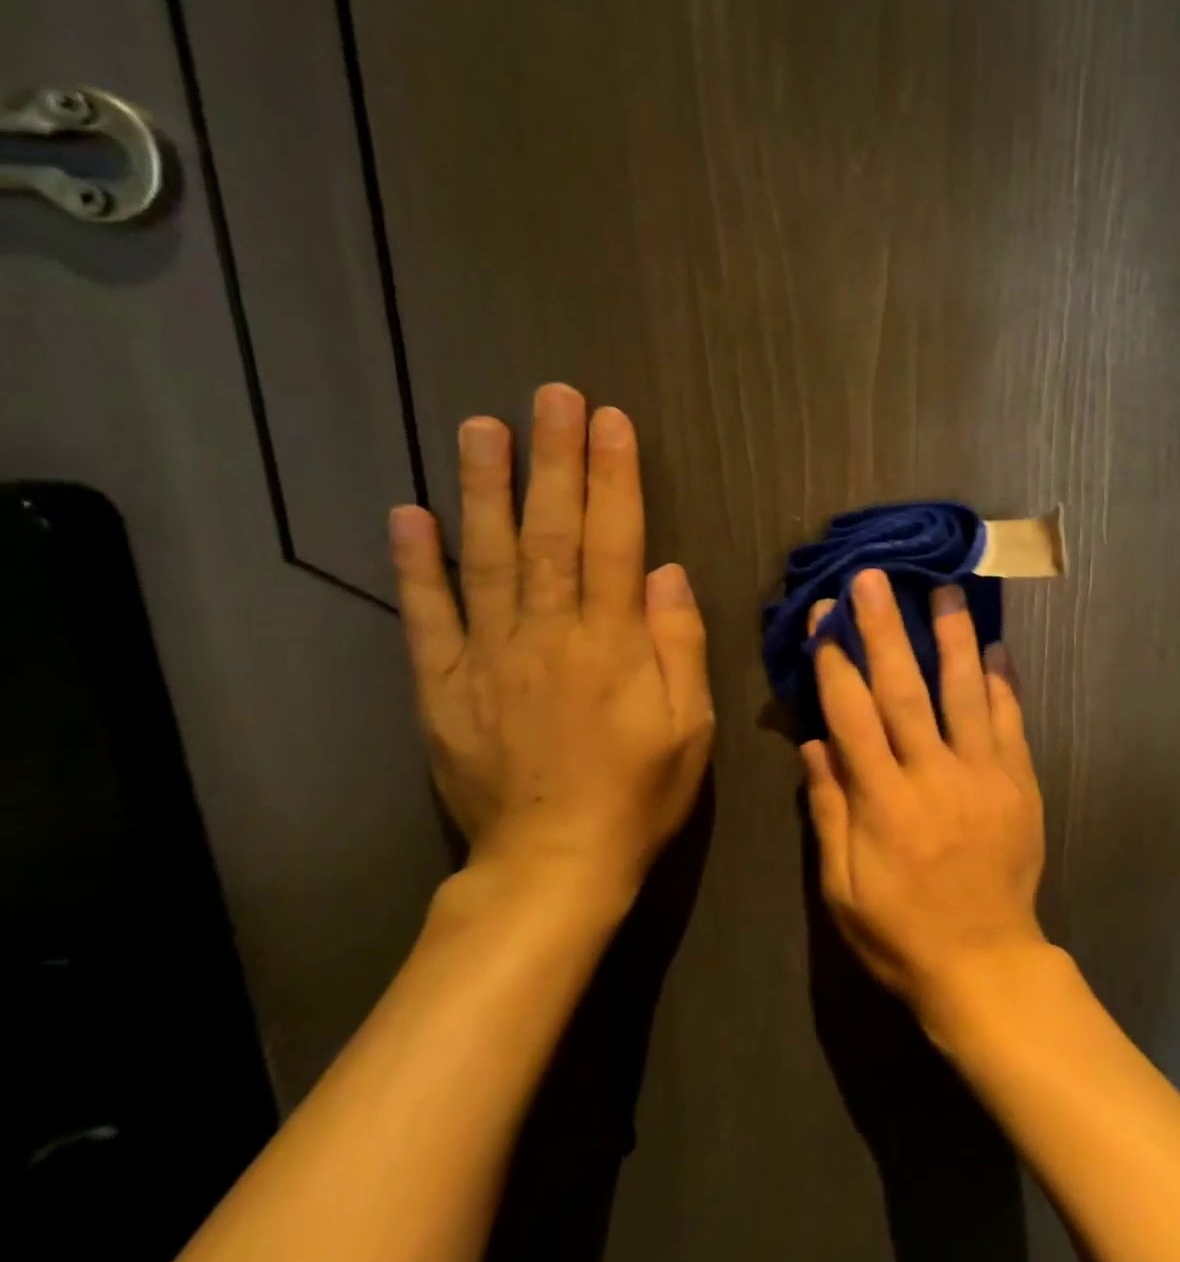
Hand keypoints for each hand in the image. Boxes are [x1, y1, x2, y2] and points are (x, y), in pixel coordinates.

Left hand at [388, 383, 712, 901]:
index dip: (615, 478)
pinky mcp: (443, 687)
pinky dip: (416, 565)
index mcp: (613, 644)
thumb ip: (679, 645)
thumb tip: (669, 573)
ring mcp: (489, 658)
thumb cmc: (639, 792)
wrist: (553, 865)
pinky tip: (408, 514)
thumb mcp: (689, 726)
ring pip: (487, 559)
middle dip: (555, 460)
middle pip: (552, 534)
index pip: (617, 542)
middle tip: (551, 396)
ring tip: (482, 427)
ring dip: (485, 489)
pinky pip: (428, 618)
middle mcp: (548, 635)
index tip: (611, 421)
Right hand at [801, 569, 1046, 1028]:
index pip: (852, 715)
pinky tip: (997, 646)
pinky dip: (1004, 682)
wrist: (986, 964)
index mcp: (883, 802)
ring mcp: (984, 775)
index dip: (836, 662)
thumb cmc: (901, 932)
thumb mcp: (843, 888)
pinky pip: (1012, 722)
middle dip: (886, 629)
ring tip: (947, 590)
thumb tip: (814, 744)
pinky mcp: (1020, 782)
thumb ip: (828, 811)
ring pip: (966, 693)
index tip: (826, 618)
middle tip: (875, 579)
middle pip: (905, 690)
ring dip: (953, 637)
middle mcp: (933, 776)